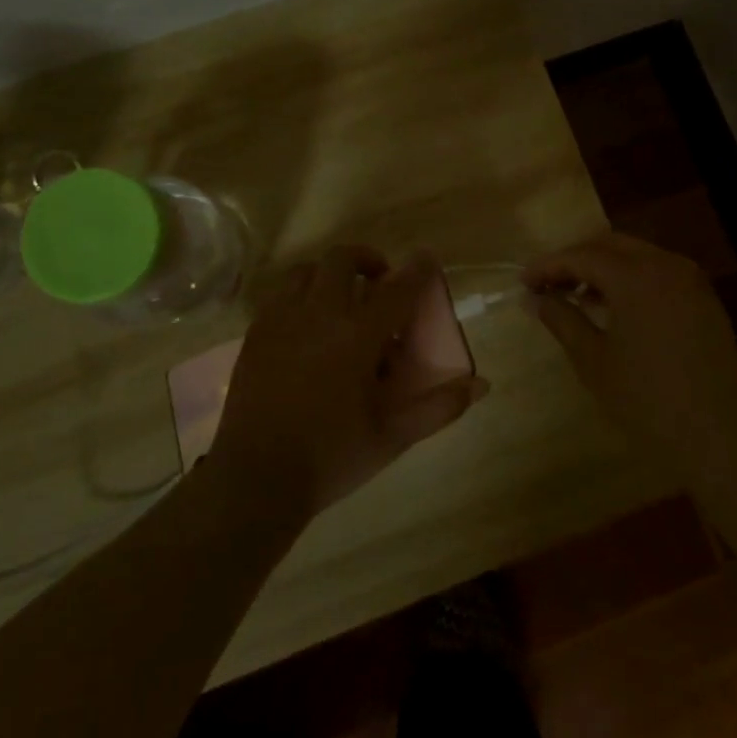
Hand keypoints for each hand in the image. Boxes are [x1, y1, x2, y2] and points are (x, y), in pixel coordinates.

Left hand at [210, 246, 487, 517]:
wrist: (255, 479)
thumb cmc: (332, 456)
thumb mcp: (393, 436)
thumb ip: (438, 407)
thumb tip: (481, 385)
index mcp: (357, 336)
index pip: (397, 289)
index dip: (417, 270)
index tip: (427, 258)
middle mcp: (319, 315)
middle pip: (343, 260)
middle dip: (367, 260)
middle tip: (379, 281)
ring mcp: (282, 320)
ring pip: (306, 271)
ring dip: (329, 274)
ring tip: (340, 299)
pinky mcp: (255, 334)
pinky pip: (280, 295)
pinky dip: (300, 296)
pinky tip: (307, 326)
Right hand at [524, 233, 736, 452]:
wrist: (721, 436)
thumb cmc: (648, 401)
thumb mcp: (594, 362)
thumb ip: (563, 320)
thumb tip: (535, 299)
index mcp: (636, 276)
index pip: (582, 256)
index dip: (548, 265)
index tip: (523, 282)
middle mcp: (665, 265)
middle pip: (610, 245)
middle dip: (576, 259)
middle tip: (548, 285)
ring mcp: (690, 280)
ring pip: (637, 255)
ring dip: (604, 267)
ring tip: (577, 296)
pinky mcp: (704, 298)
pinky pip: (659, 272)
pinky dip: (631, 279)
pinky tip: (615, 306)